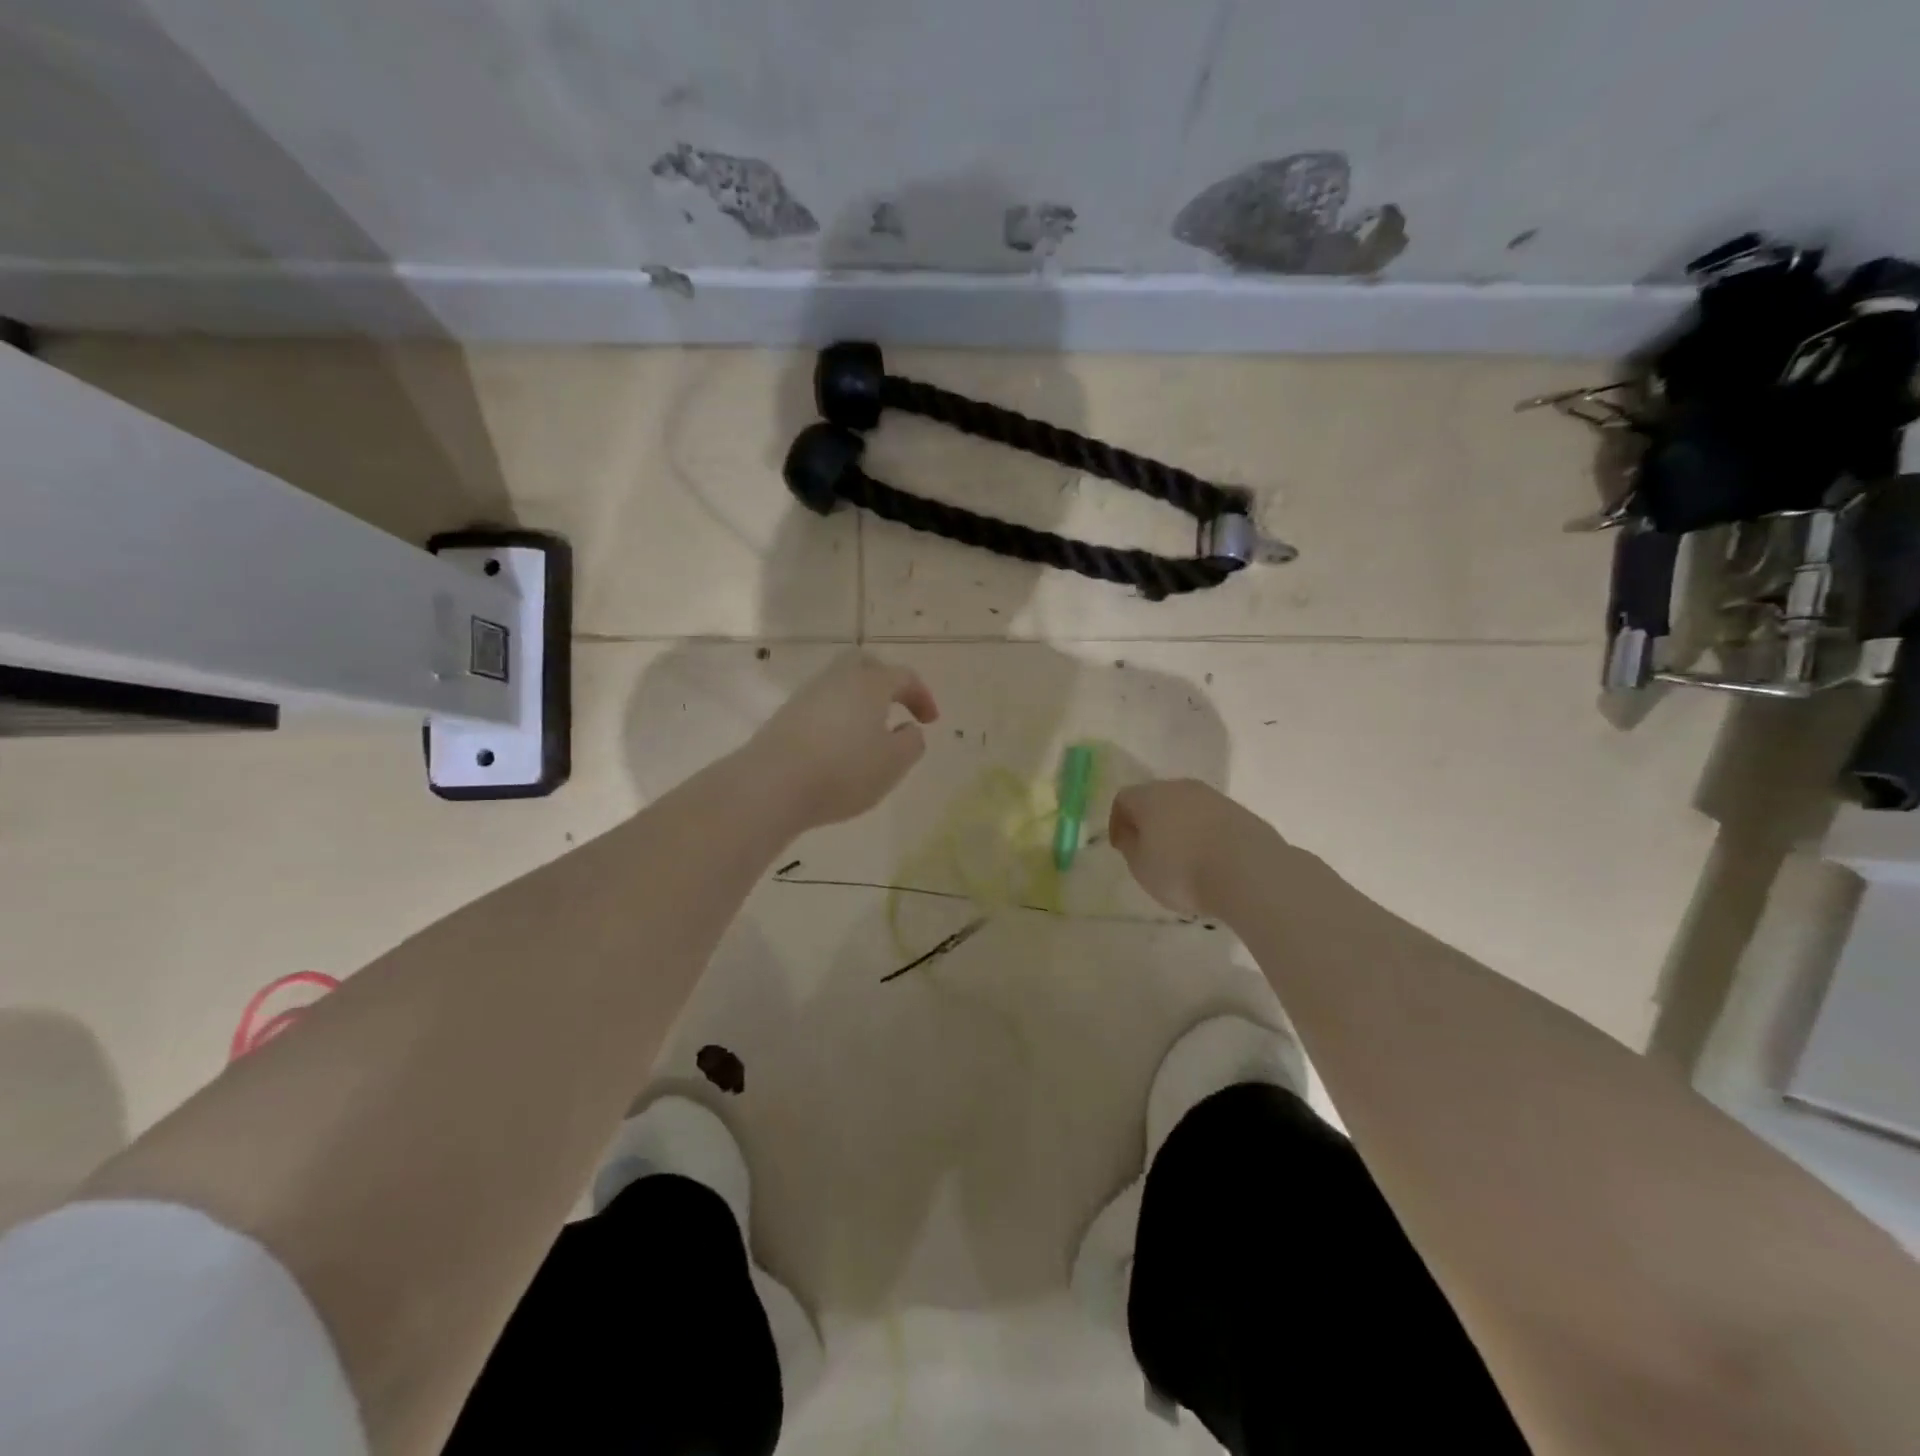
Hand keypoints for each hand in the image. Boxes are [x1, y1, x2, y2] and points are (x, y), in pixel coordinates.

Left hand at [743, 650, 938, 831]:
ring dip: (859, 701)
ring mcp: (806, 696)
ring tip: (869, 733)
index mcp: (869, 684)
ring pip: (839, 685)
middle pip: (864, 664)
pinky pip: (821, 706)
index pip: (903, 677)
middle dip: (885, 681)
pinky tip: (840, 746)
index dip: (922, 696)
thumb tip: (909, 730)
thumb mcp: (893, 763)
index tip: (930, 721)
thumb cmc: (843, 771)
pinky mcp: (785, 717)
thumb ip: (911, 743)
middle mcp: (837, 680)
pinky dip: (837, 718)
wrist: (771, 785)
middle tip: (897, 706)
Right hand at [1108, 779, 1282, 917]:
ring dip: (1180, 827)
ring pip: (1187, 807)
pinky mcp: (1241, 812)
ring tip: (1183, 858)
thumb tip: (1133, 835)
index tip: (1121, 847)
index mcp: (1149, 796)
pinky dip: (1205, 834)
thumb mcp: (1141, 868)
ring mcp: (1214, 797)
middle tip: (1149, 849)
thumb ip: (1132, 848)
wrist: (1249, 871)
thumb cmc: (1182, 871)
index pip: (1123, 799)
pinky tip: (1210, 860)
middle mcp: (1180, 788)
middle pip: (1156, 798)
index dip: (1118, 822)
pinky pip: (1212, 820)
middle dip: (1150, 821)